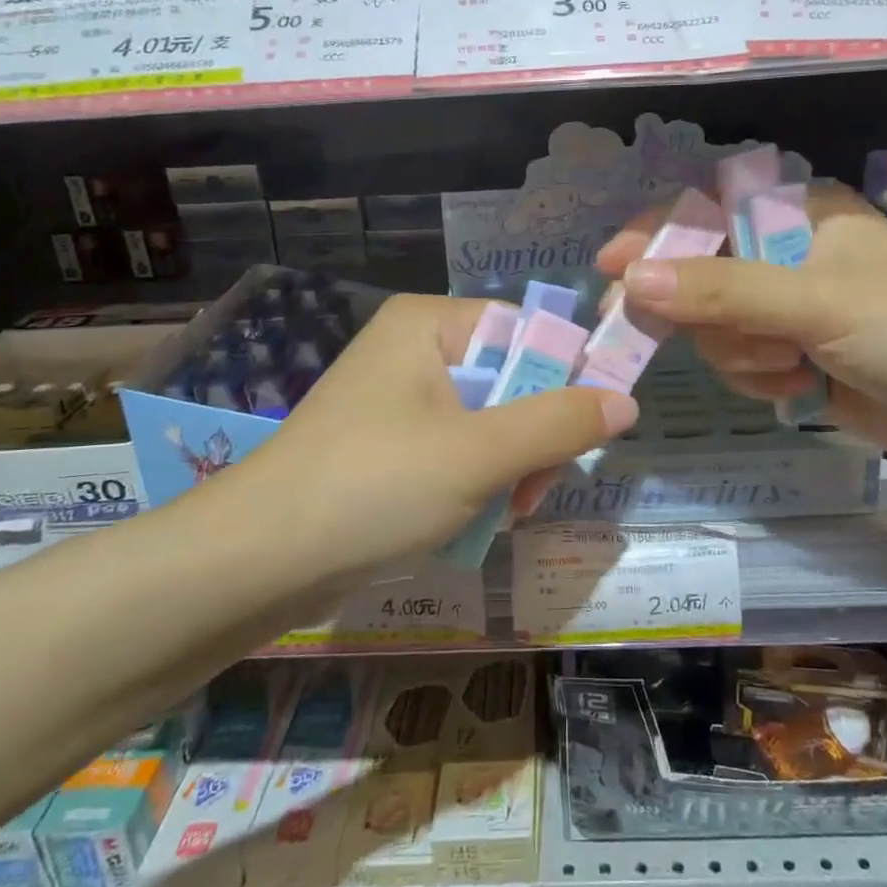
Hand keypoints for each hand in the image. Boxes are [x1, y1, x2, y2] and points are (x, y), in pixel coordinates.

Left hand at [204, 294, 636, 579]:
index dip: (564, 380)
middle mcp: (414, 350)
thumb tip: (627, 402)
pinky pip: (457, 450)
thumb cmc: (374, 487)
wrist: (259, 562)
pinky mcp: (388, 445)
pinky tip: (476, 520)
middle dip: (532, 439)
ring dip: (508, 469)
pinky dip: (475, 484)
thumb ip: (558, 424)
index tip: (581, 437)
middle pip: (511, 380)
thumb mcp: (479, 453)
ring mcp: (398, 399)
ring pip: (489, 422)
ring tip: (504, 513)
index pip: (527, 331)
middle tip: (533, 491)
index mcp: (430, 324)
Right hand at [596, 184, 886, 466]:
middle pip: (699, 273)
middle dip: (696, 311)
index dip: (656, 234)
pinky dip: (758, 377)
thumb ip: (722, 290)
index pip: (707, 211)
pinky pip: (736, 360)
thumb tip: (633, 279)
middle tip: (632, 330)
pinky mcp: (789, 353)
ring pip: (713, 326)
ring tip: (789, 363)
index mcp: (798, 214)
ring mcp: (785, 307)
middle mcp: (785, 254)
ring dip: (740, 352)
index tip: (611, 264)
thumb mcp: (814, 302)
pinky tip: (798, 385)